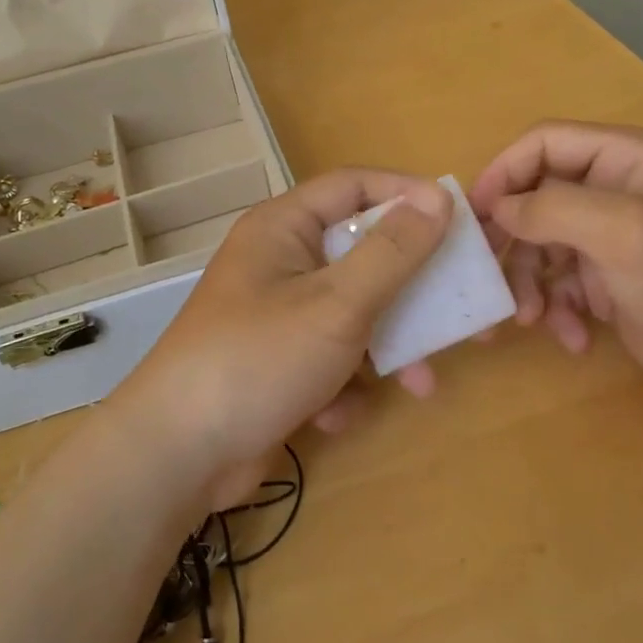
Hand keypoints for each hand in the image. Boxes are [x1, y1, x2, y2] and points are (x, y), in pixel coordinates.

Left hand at [118, 169, 451, 506]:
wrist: (177, 456)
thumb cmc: (258, 359)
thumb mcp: (337, 303)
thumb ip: (392, 252)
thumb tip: (437, 198)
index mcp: (283, 228)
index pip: (354, 186)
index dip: (407, 195)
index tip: (457, 219)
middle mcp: (280, 262)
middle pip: (361, 255)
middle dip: (412, 289)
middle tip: (464, 307)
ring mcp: (278, 316)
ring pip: (353, 313)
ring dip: (388, 347)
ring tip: (422, 382)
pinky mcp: (279, 363)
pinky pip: (330, 357)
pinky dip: (345, 384)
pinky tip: (337, 413)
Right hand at [468, 121, 642, 401]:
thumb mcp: (624, 231)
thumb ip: (553, 208)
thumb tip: (497, 209)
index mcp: (625, 157)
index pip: (544, 144)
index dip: (504, 173)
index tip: (474, 216)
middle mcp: (613, 188)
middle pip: (535, 197)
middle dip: (512, 240)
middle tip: (487, 275)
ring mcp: (609, 235)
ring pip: (539, 244)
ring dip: (529, 282)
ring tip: (530, 319)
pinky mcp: (607, 278)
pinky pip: (559, 282)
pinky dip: (557, 308)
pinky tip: (574, 336)